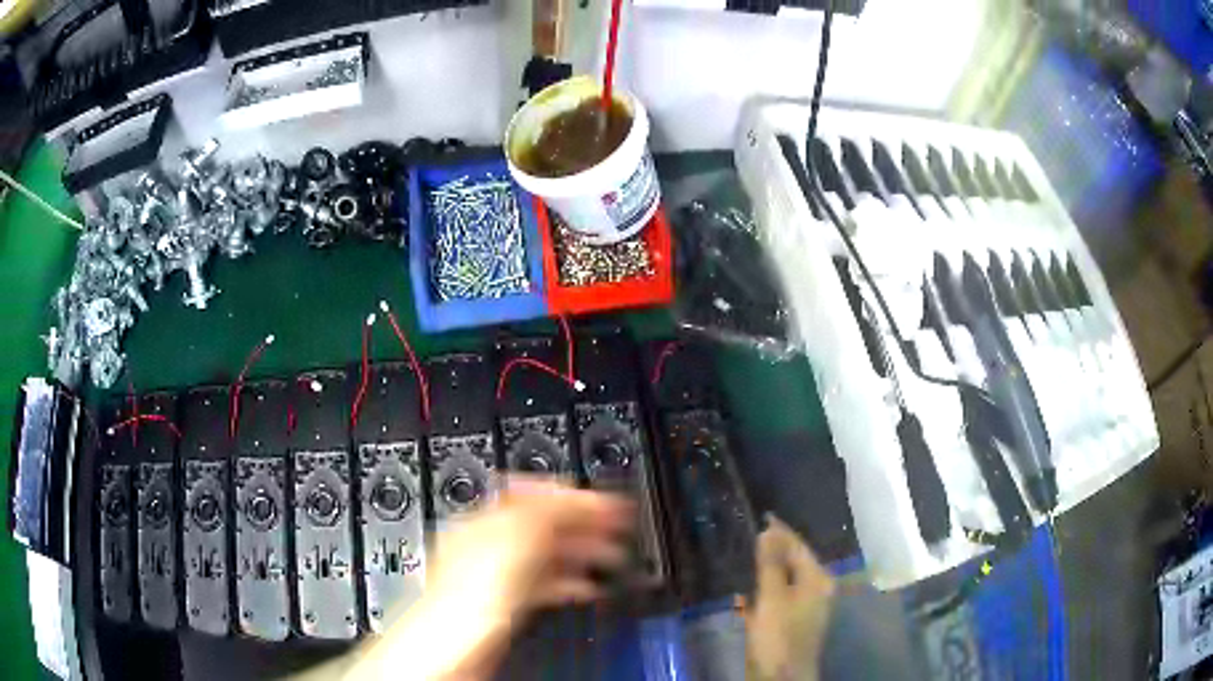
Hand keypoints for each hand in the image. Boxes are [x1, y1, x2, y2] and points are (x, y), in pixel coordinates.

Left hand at [426, 476, 635, 626]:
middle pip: (544, 525)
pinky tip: (588, 589)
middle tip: (618, 526)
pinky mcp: (506, 607)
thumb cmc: (467, 598)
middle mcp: (490, 546)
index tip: (603, 501)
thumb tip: (572, 495)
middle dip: (584, 523)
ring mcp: (498, 578)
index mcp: (485, 523)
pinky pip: (545, 586)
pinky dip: (570, 584)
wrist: (450, 649)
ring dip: (582, 553)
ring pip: (548, 556)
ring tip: (613, 557)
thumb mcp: (511, 543)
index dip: (571, 495)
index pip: (532, 494)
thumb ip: (542, 513)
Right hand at [745, 515, 836, 680]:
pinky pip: (781, 596)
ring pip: (786, 579)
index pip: (799, 546)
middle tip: (752, 535)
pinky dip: (767, 589)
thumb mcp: (772, 597)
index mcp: (817, 579)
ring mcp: (806, 606)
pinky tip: (750, 590)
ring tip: (749, 556)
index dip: (781, 532)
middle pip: (795, 561)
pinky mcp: (794, 620)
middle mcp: (817, 589)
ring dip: (770, 569)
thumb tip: (769, 531)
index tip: (763, 516)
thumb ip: (771, 564)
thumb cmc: (778, 634)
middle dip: (775, 549)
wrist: (781, 676)